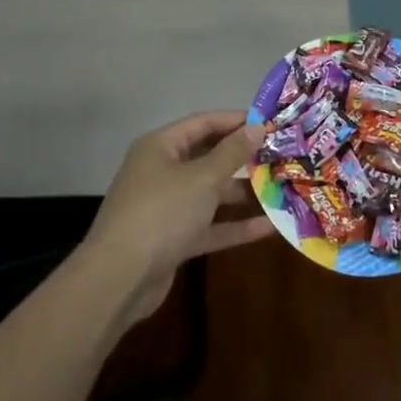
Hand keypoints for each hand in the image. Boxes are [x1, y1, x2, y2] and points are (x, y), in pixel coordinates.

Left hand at [82, 110, 272, 321]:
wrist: (119, 279)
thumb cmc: (161, 213)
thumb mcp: (202, 178)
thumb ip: (232, 153)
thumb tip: (257, 127)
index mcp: (161, 147)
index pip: (203, 123)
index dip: (236, 120)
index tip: (271, 123)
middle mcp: (162, 171)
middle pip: (208, 157)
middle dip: (243, 158)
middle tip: (280, 156)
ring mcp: (167, 207)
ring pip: (210, 193)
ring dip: (242, 192)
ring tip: (281, 188)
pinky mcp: (174, 239)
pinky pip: (209, 225)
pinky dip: (234, 225)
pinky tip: (269, 227)